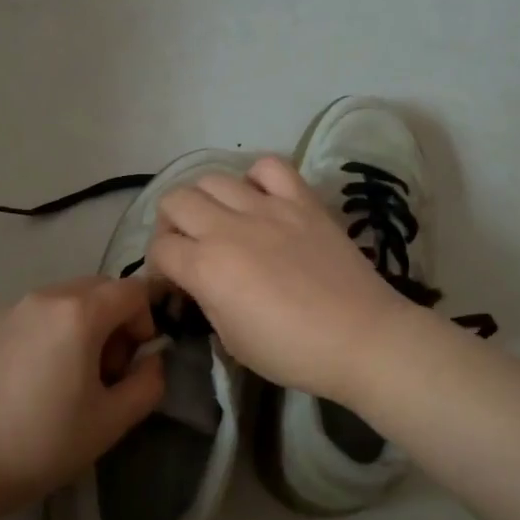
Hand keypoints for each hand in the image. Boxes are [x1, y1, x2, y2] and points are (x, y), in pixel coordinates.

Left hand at [0, 277, 164, 509]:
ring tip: (67, 374)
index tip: (131, 361)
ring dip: (81, 324)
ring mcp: (10, 308)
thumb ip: (148, 382)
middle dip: (113, 320)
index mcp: (78, 314)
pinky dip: (47, 332)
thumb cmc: (47, 442)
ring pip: (63, 299)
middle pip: (98, 288)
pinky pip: (32, 315)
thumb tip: (152, 360)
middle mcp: (44, 297)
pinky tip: (32, 378)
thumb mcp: (113, 420)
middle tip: (104, 369)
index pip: (132, 291)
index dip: (144, 321)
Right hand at [147, 156, 413, 402]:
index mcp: (206, 268)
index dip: (158, 268)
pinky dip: (255, 178)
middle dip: (170, 224)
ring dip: (205, 199)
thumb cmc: (293, 352)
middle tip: (187, 247)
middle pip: (175, 201)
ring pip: (213, 178)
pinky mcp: (302, 201)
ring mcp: (268, 208)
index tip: (172, 284)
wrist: (361, 339)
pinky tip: (259, 199)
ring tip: (220, 220)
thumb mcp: (232, 341)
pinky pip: (269, 167)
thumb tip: (199, 283)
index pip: (160, 249)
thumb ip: (207, 301)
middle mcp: (228, 228)